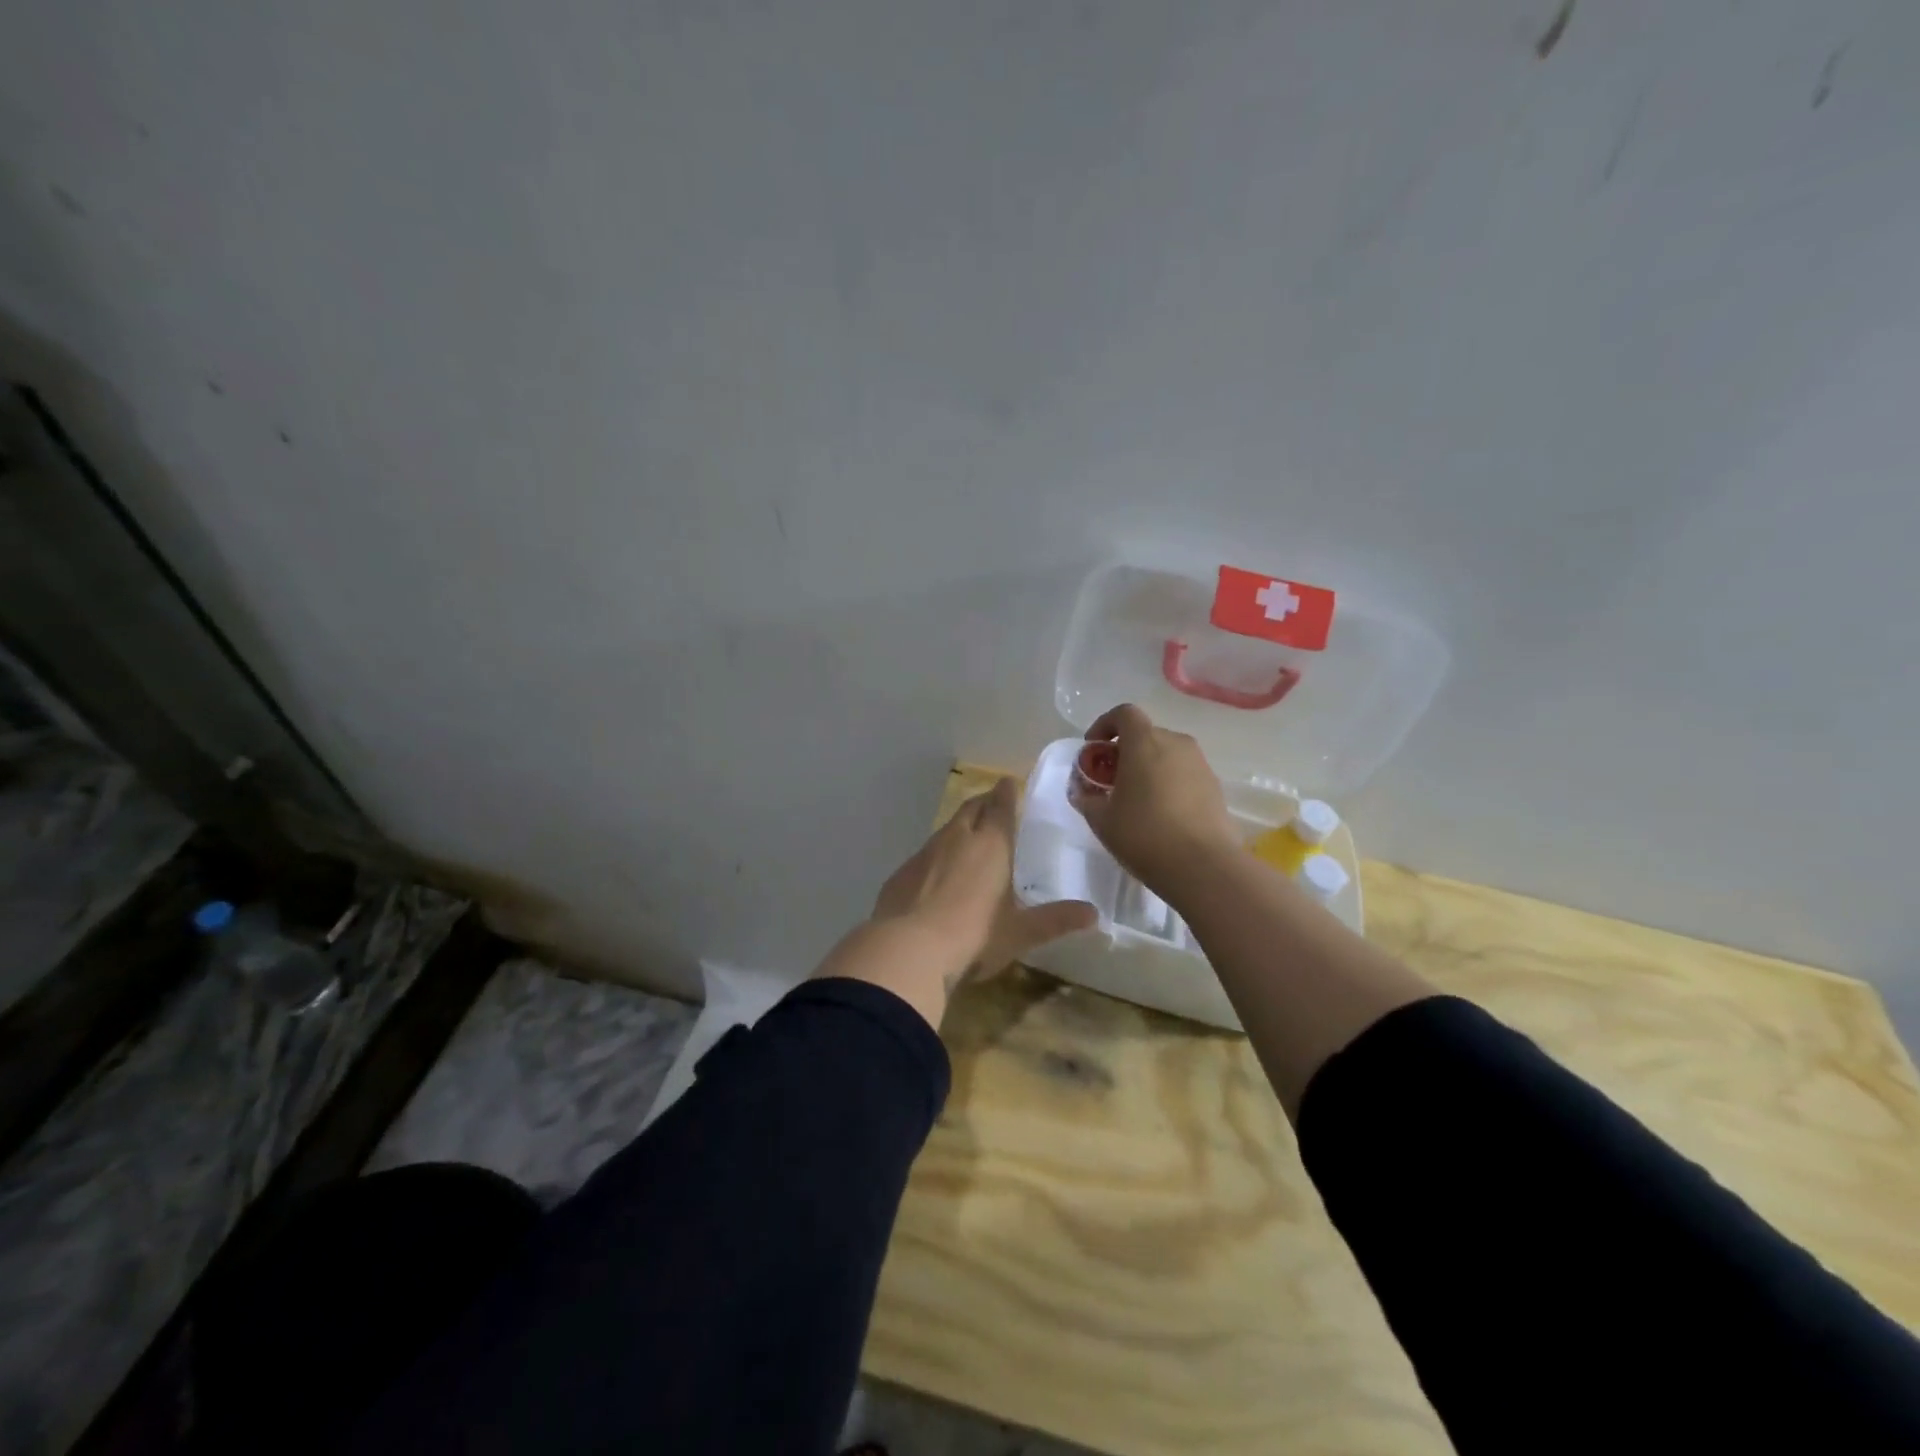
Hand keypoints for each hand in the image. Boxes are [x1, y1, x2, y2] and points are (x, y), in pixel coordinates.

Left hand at [815, 777, 1096, 1027]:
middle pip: (972, 807)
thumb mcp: (1020, 933)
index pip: (1002, 805)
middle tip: (995, 803)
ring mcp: (926, 852)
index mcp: (992, 845)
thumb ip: (1056, 920)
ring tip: (970, 836)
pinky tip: (939, 873)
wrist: (907, 950)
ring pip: (947, 827)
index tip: (1010, 782)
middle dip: (985, 801)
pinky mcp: (903, 871)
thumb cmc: (974, 937)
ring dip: (961, 826)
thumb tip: (1094, 914)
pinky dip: (938, 853)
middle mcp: (958, 838)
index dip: (1007, 792)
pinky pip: (926, 852)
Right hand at [1071, 703, 1238, 896]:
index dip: (1104, 725)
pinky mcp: (1216, 788)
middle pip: (1146, 735)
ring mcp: (1200, 765)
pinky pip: (1185, 775)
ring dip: (1149, 768)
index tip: (1094, 749)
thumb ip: (1088, 800)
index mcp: (1145, 742)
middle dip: (1126, 751)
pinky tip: (1162, 816)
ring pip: (1168, 755)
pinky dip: (1169, 784)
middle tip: (1112, 780)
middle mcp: (1176, 744)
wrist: (1203, 866)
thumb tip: (1083, 793)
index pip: (1124, 713)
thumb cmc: (1144, 835)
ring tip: (1137, 800)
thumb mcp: (1102, 820)